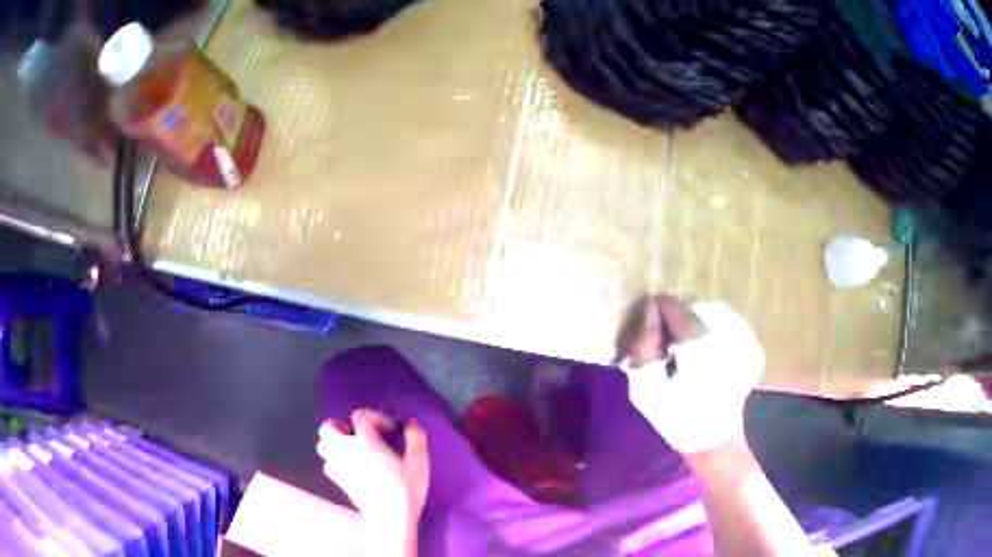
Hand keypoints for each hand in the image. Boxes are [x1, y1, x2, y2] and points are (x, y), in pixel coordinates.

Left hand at [317, 410, 428, 539]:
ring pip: (323, 445)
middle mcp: (346, 449)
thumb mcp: (418, 463)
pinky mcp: (337, 481)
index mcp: (366, 441)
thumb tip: (412, 423)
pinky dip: (335, 461)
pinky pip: (327, 464)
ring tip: (353, 449)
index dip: (375, 417)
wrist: (389, 518)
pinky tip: (350, 467)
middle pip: (329, 427)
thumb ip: (416, 439)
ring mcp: (338, 465)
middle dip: (342, 426)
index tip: (391, 430)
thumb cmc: (405, 489)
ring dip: (335, 443)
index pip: (360, 416)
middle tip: (361, 435)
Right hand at [618, 296, 763, 453]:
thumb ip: (644, 345)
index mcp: (698, 339)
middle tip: (663, 346)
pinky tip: (701, 355)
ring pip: (706, 312)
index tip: (647, 333)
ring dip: (690, 325)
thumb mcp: (647, 388)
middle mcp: (723, 328)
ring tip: (682, 352)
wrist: (713, 439)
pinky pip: (720, 323)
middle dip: (674, 320)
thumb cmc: (677, 417)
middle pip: (690, 306)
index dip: (655, 314)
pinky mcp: (746, 342)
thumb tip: (648, 309)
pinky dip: (706, 331)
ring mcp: (739, 334)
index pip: (671, 306)